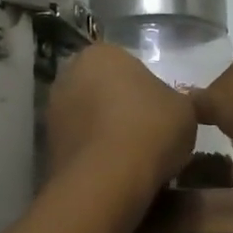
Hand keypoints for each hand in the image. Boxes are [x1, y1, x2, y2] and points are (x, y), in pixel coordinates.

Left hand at [46, 43, 196, 198]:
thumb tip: (166, 108)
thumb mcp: (184, 110)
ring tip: (134, 159)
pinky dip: (96, 155)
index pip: (128, 66)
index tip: (162, 113)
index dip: (148, 90)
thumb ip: (174, 101)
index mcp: (102, 54)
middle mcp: (69, 75)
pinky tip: (116, 173)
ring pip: (89, 119)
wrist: (110, 178)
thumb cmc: (151, 129)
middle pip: (103, 90)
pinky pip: (82, 146)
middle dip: (121, 109)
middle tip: (149, 134)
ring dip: (106, 133)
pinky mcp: (48, 146)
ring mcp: (53, 111)